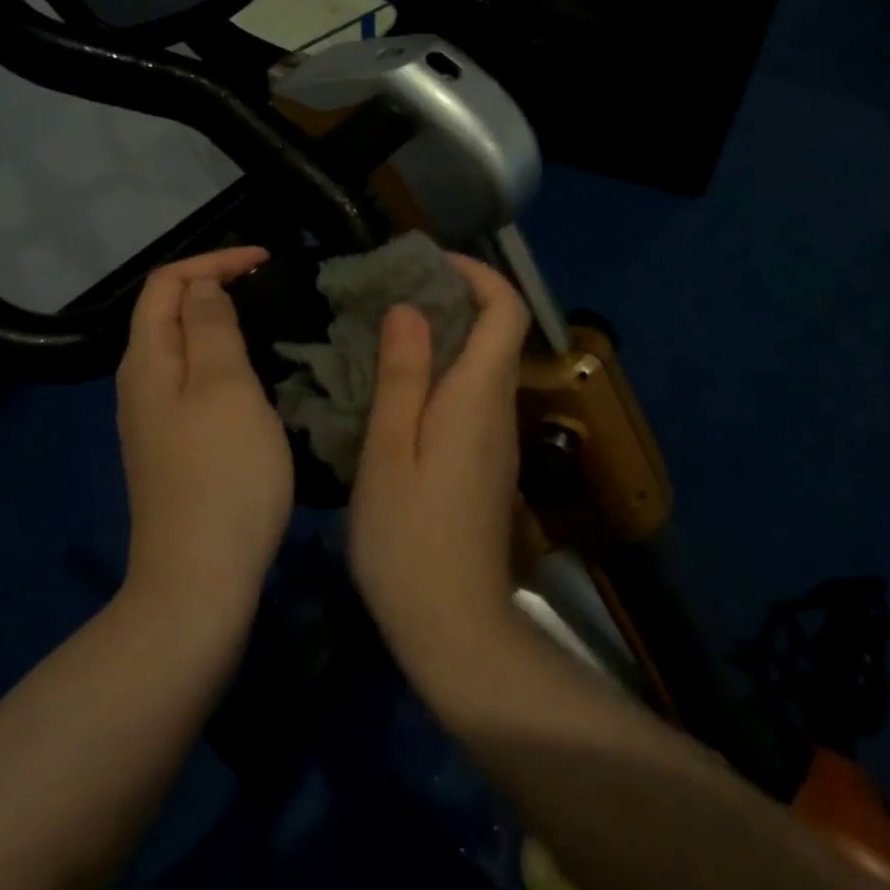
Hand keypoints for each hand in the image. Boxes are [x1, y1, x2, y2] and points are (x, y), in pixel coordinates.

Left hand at [115, 247, 293, 625]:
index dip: (213, 260)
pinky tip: (257, 380)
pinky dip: (225, 364)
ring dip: (222, 326)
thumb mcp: (224, 388)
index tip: (266, 260)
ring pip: (185, 351)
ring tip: (270, 324)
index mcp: (146, 361)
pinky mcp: (174, 450)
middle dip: (216, 288)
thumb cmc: (221, 475)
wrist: (199, 580)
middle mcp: (140, 385)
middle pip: (169, 314)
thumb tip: (203, 288)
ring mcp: (154, 421)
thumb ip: (212, 327)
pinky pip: (196, 385)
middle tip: (271, 289)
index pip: (166, 283)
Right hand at [348, 254, 530, 674]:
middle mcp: (498, 410)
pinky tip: (395, 389)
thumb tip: (410, 309)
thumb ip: (402, 376)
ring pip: (482, 365)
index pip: (506, 311)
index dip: (476, 273)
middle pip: (496, 332)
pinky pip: (470, 396)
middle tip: (389, 295)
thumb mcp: (389, 451)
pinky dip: (441, 373)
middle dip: (451, 298)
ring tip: (383, 333)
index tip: (426, 263)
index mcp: (478, 397)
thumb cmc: (409, 538)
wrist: (453, 626)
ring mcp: (496, 440)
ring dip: (443, 336)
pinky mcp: (484, 464)